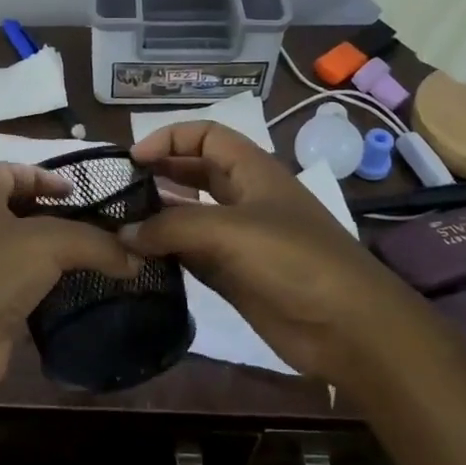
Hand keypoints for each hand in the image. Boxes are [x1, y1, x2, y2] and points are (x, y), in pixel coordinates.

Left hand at [0, 162, 139, 393]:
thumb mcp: (51, 243)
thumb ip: (96, 243)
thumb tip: (135, 259)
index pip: (8, 170)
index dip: (41, 174)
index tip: (75, 191)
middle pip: (15, 211)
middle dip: (52, 216)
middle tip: (91, 227)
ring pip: (19, 252)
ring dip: (51, 256)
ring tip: (90, 261)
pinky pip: (20, 288)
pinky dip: (45, 289)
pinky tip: (72, 295)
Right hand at [126, 122, 423, 378]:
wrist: (349, 328)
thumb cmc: (294, 261)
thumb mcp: (230, 231)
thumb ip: (172, 227)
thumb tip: (123, 233)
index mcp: (252, 171)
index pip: (206, 136)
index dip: (170, 139)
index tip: (132, 160)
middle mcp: (243, 198)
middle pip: (194, 173)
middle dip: (158, 175)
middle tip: (116, 192)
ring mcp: (238, 239)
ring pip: (188, 216)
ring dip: (157, 218)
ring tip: (119, 225)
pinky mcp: (233, 275)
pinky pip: (191, 255)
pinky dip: (165, 253)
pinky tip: (138, 260)